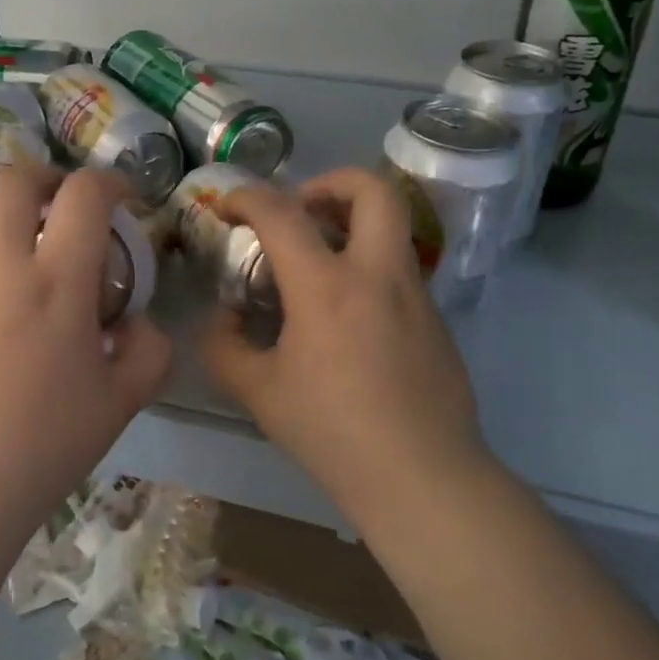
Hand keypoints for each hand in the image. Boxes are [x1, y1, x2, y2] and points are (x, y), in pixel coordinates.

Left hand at [0, 165, 172, 539]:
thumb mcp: (122, 404)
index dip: (110, 181)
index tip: (124, 198)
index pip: (84, 196)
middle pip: (15, 182)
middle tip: (65, 202)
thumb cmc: (43, 446)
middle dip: (48, 177)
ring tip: (17, 230)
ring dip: (0, 204)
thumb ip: (148, 352)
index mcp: (57, 283)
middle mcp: (0, 266)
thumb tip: (138, 323)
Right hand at [202, 167, 492, 530]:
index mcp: (326, 287)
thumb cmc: (333, 432)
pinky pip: (398, 268)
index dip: (246, 197)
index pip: (281, 212)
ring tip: (317, 263)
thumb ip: (224, 349)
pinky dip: (367, 266)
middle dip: (330, 182)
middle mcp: (377, 273)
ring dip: (351, 223)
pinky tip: (347, 318)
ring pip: (391, 225)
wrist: (423, 477)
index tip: (227, 209)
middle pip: (371, 188)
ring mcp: (414, 293)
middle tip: (300, 210)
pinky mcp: (436, 318)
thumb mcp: (258, 393)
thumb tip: (223, 320)